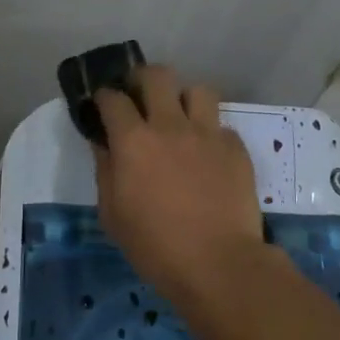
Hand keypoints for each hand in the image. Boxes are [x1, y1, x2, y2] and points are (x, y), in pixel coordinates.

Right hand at [93, 65, 266, 304]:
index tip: (104, 104)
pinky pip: (221, 126)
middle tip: (141, 97)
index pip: (114, 99)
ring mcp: (208, 134)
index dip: (105, 96)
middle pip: (157, 75)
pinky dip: (211, 134)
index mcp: (133, 141)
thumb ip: (105, 172)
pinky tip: (208, 156)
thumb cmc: (154, 246)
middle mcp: (170, 126)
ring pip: (197, 90)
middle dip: (143, 79)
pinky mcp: (235, 148)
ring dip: (184, 100)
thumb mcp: (112, 215)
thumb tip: (104, 146)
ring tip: (181, 120)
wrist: (218, 263)